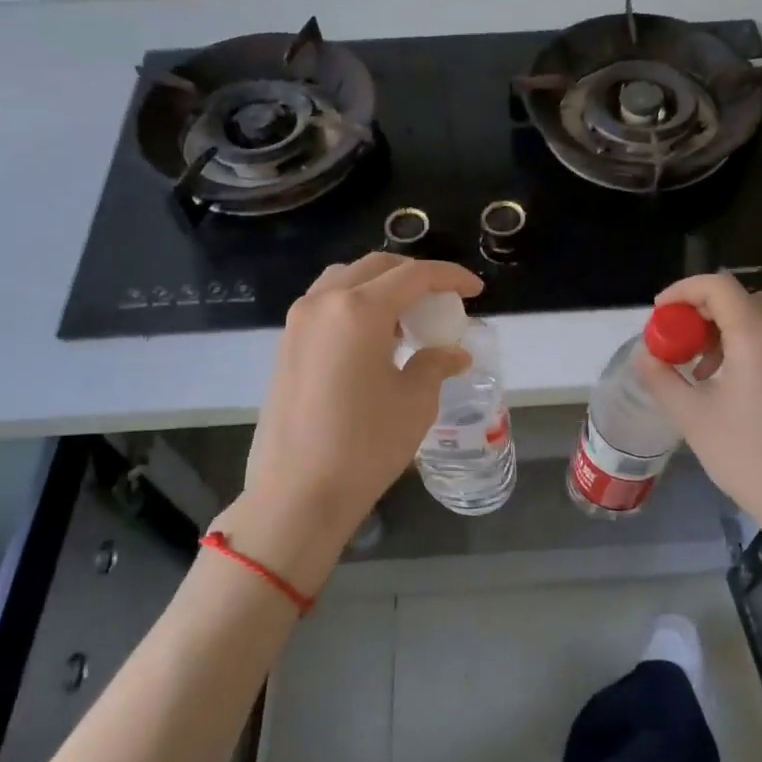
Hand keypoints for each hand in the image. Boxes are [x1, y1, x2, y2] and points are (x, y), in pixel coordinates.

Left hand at [226, 254, 480, 592]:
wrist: (297, 493)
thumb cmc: (365, 445)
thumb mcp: (415, 402)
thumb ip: (435, 365)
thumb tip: (454, 353)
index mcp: (359, 310)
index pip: (414, 275)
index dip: (450, 277)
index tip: (475, 289)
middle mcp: (323, 302)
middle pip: (376, 268)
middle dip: (414, 277)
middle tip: (441, 302)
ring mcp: (298, 322)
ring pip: (346, 281)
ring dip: (381, 288)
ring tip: (406, 320)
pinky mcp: (286, 345)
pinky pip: (326, 305)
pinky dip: (355, 306)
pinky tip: (374, 341)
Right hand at [633, 272, 761, 541]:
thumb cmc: (746, 458)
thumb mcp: (692, 418)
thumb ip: (662, 379)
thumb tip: (646, 355)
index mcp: (757, 339)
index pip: (718, 287)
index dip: (683, 290)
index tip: (660, 315)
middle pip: (741, 299)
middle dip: (704, 311)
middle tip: (680, 341)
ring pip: (761, 318)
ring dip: (726, 329)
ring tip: (702, 369)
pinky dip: (748, 344)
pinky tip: (731, 383)